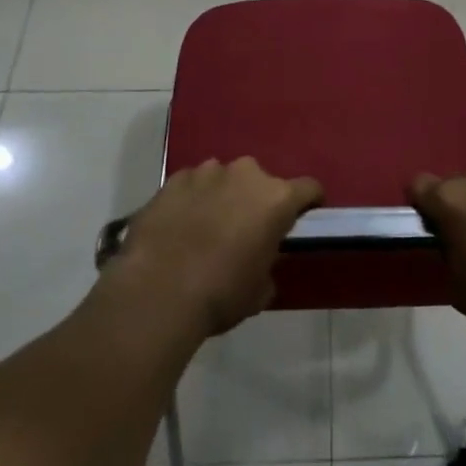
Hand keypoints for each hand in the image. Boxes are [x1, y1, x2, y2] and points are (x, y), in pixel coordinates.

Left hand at [111, 157, 322, 336]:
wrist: (156, 292)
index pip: (309, 188)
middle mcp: (246, 174)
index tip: (301, 218)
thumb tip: (259, 258)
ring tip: (206, 227)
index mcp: (277, 198)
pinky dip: (192, 199)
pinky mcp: (173, 179)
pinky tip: (179, 226)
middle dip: (256, 200)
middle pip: (261, 181)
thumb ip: (268, 263)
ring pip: (224, 179)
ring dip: (223, 196)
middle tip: (244, 230)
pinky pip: (192, 184)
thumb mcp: (260, 290)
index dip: (308, 203)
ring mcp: (207, 172)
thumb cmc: (220, 294)